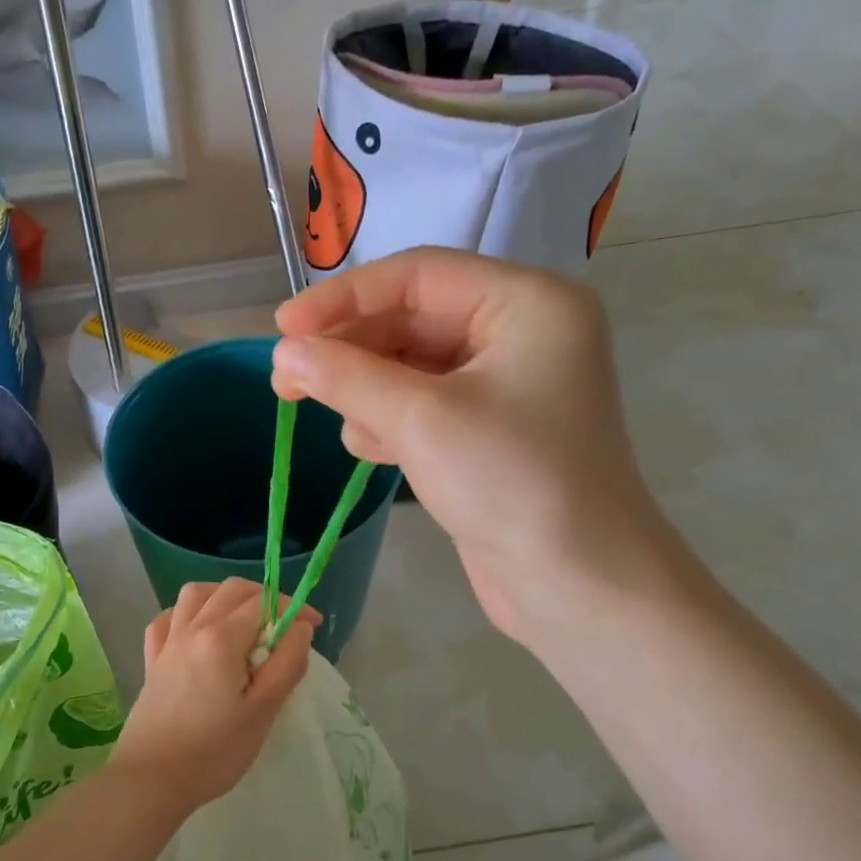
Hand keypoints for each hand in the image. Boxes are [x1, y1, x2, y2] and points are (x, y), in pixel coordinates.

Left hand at [112, 579, 318, 813]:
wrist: (150, 779)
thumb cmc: (213, 751)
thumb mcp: (263, 711)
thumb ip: (286, 663)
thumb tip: (299, 628)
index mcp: (221, 637)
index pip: (264, 602)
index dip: (294, 607)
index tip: (314, 626)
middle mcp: (192, 627)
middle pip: (231, 589)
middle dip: (264, 597)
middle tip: (285, 625)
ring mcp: (167, 642)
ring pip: (195, 593)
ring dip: (224, 596)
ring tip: (244, 621)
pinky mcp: (152, 660)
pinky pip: (169, 618)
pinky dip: (188, 613)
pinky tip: (199, 632)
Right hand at [272, 248, 678, 645]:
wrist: (577, 585)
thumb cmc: (511, 482)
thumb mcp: (420, 419)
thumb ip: (346, 376)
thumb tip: (284, 352)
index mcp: (525, 303)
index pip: (417, 275)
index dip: (344, 297)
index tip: (283, 327)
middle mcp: (519, 333)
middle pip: (410, 320)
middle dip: (350, 352)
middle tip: (286, 382)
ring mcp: (504, 386)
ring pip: (409, 367)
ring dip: (367, 391)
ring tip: (346, 425)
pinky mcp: (486, 433)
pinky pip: (422, 407)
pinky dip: (389, 421)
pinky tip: (372, 449)